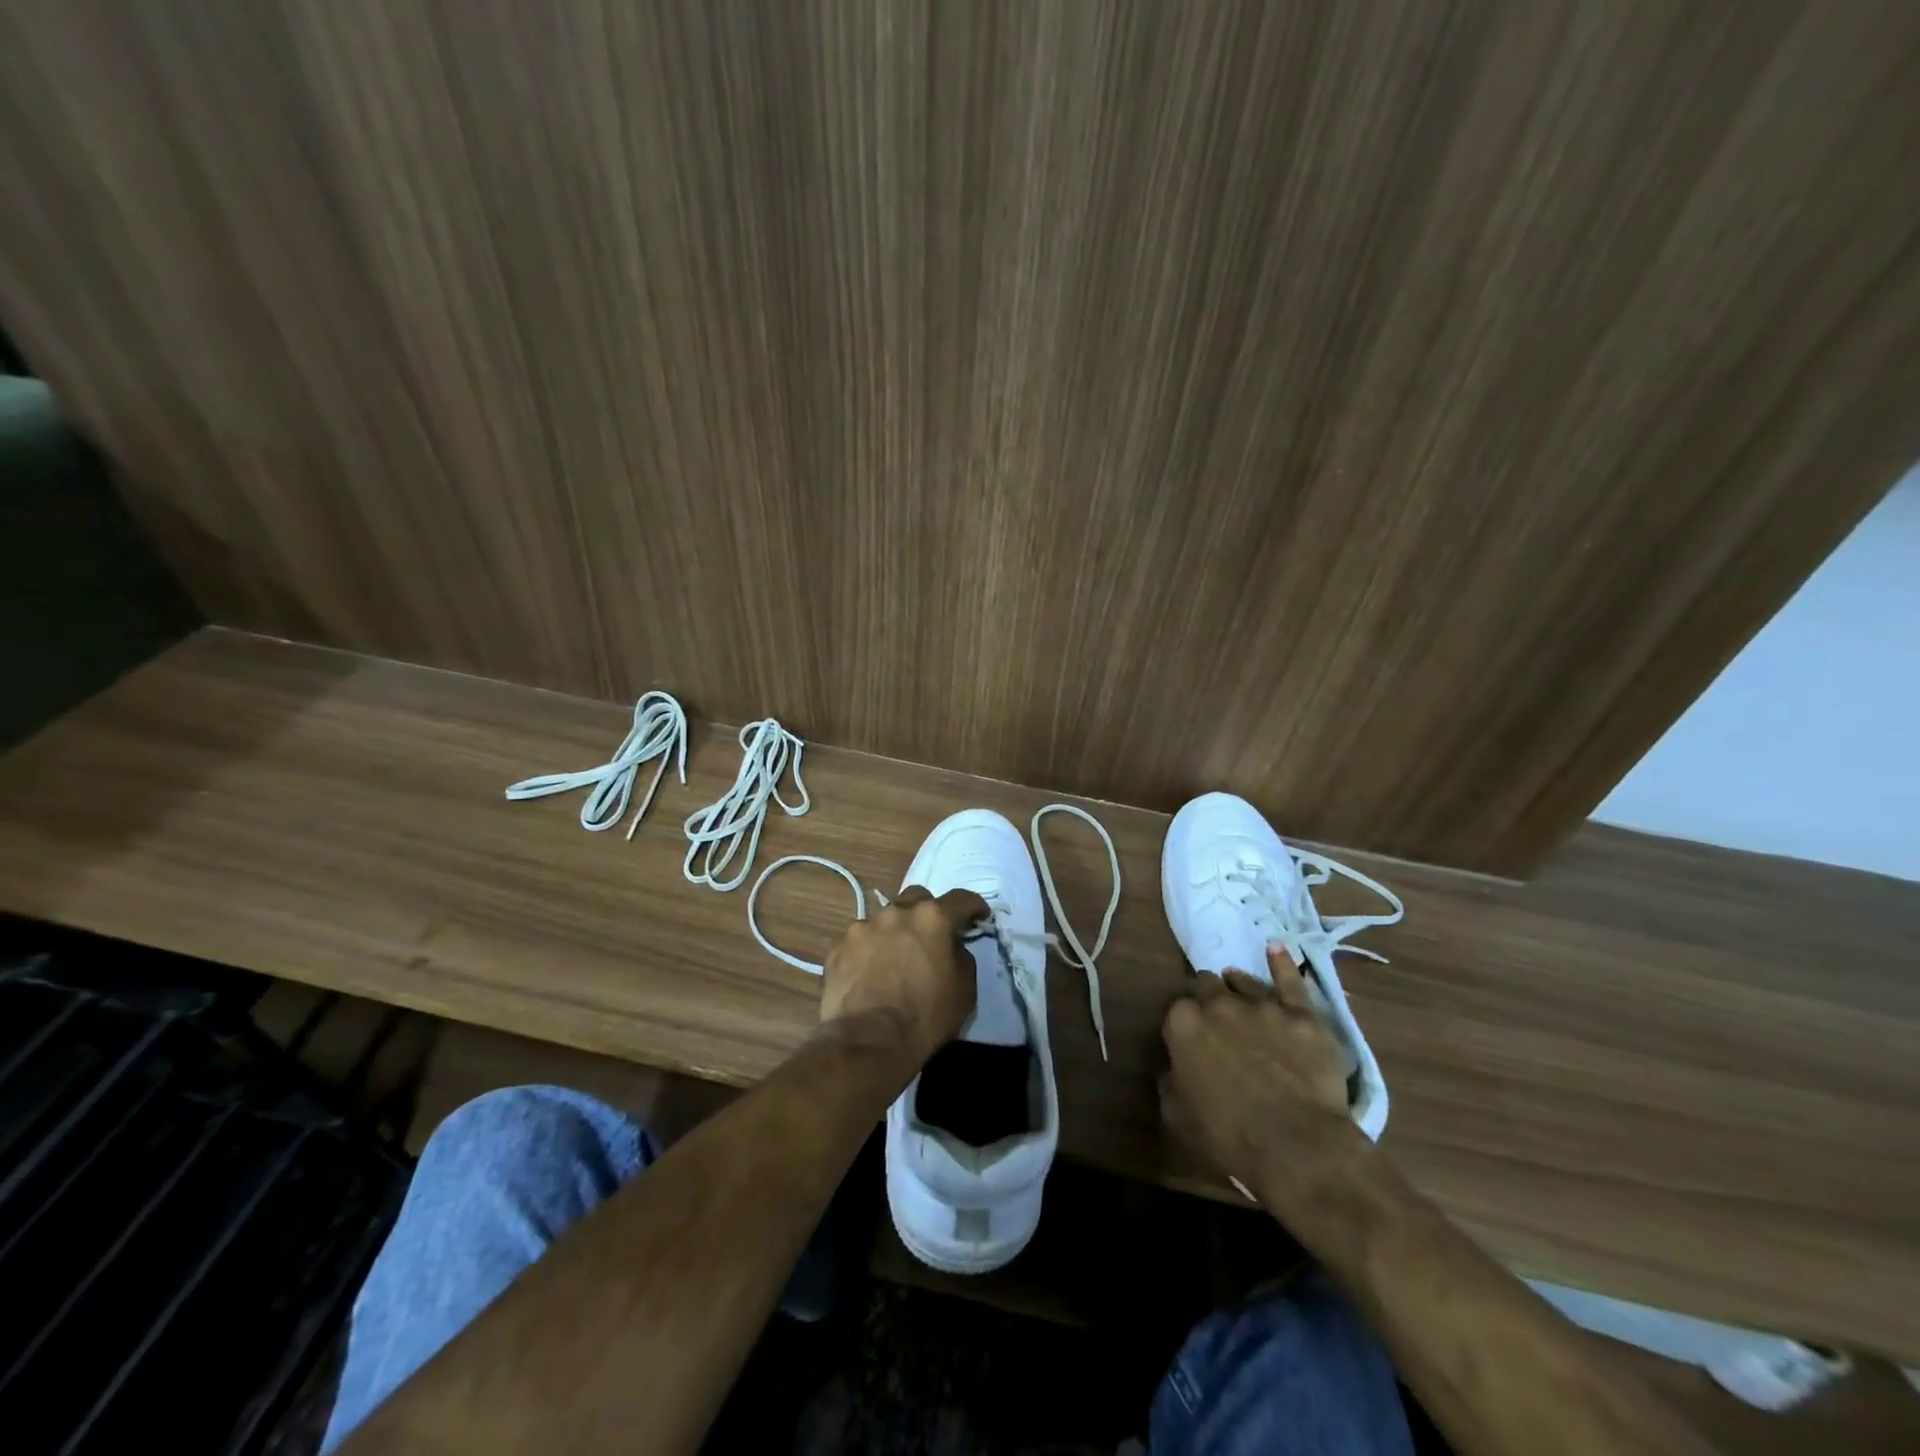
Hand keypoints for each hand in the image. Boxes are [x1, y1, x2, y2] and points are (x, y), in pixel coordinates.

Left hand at [820, 885, 986, 1067]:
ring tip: (894, 957)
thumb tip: (951, 946)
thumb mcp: (964, 990)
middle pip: (917, 899)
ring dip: (894, 931)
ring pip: (884, 918)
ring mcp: (862, 927)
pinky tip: (869, 973)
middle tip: (931, 936)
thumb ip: (961, 956)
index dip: (973, 906)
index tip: (979, 916)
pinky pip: (860, 941)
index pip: (961, 899)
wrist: (867, 1042)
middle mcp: (896, 912)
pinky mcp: (838, 947)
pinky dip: (868, 951)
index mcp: (932, 918)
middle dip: (928, 912)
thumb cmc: (925, 1017)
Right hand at [1160, 948, 1365, 1210]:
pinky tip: (1276, 948)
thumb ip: (1171, 1080)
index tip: (1189, 1037)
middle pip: (1207, 985)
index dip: (1184, 1021)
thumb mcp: (1178, 1115)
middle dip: (1208, 997)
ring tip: (1236, 987)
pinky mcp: (1302, 1015)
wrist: (1298, 1145)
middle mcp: (1218, 1004)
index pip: (1177, 1008)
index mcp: (1183, 1023)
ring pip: (1244, 982)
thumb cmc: (1230, 1136)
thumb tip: (1174, 1067)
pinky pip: (1291, 981)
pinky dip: (1282, 963)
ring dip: (1237, 985)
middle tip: (1214, 1017)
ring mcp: (1262, 1005)